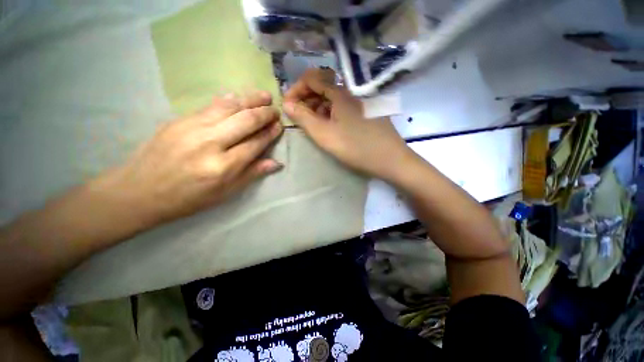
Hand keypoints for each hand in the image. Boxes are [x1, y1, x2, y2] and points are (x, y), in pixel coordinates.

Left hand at [100, 91, 282, 226]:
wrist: (139, 190)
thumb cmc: (188, 198)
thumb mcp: (225, 193)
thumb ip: (252, 174)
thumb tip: (276, 163)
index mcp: (223, 166)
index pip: (255, 144)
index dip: (270, 134)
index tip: (279, 126)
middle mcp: (210, 143)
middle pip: (245, 121)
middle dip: (265, 113)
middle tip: (276, 110)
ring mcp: (193, 127)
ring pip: (229, 107)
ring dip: (250, 99)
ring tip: (264, 96)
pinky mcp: (180, 119)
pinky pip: (210, 105)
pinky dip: (228, 99)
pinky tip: (238, 95)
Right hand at [283, 69, 412, 181]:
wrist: (390, 160)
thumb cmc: (356, 148)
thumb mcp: (325, 135)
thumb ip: (303, 118)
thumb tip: (286, 104)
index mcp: (341, 93)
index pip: (312, 78)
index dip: (296, 89)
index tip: (288, 105)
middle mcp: (351, 92)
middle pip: (323, 86)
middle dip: (306, 98)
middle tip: (298, 116)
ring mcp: (360, 101)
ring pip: (333, 97)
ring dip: (318, 106)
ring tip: (311, 123)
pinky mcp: (364, 111)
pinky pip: (342, 106)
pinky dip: (330, 112)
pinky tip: (328, 125)